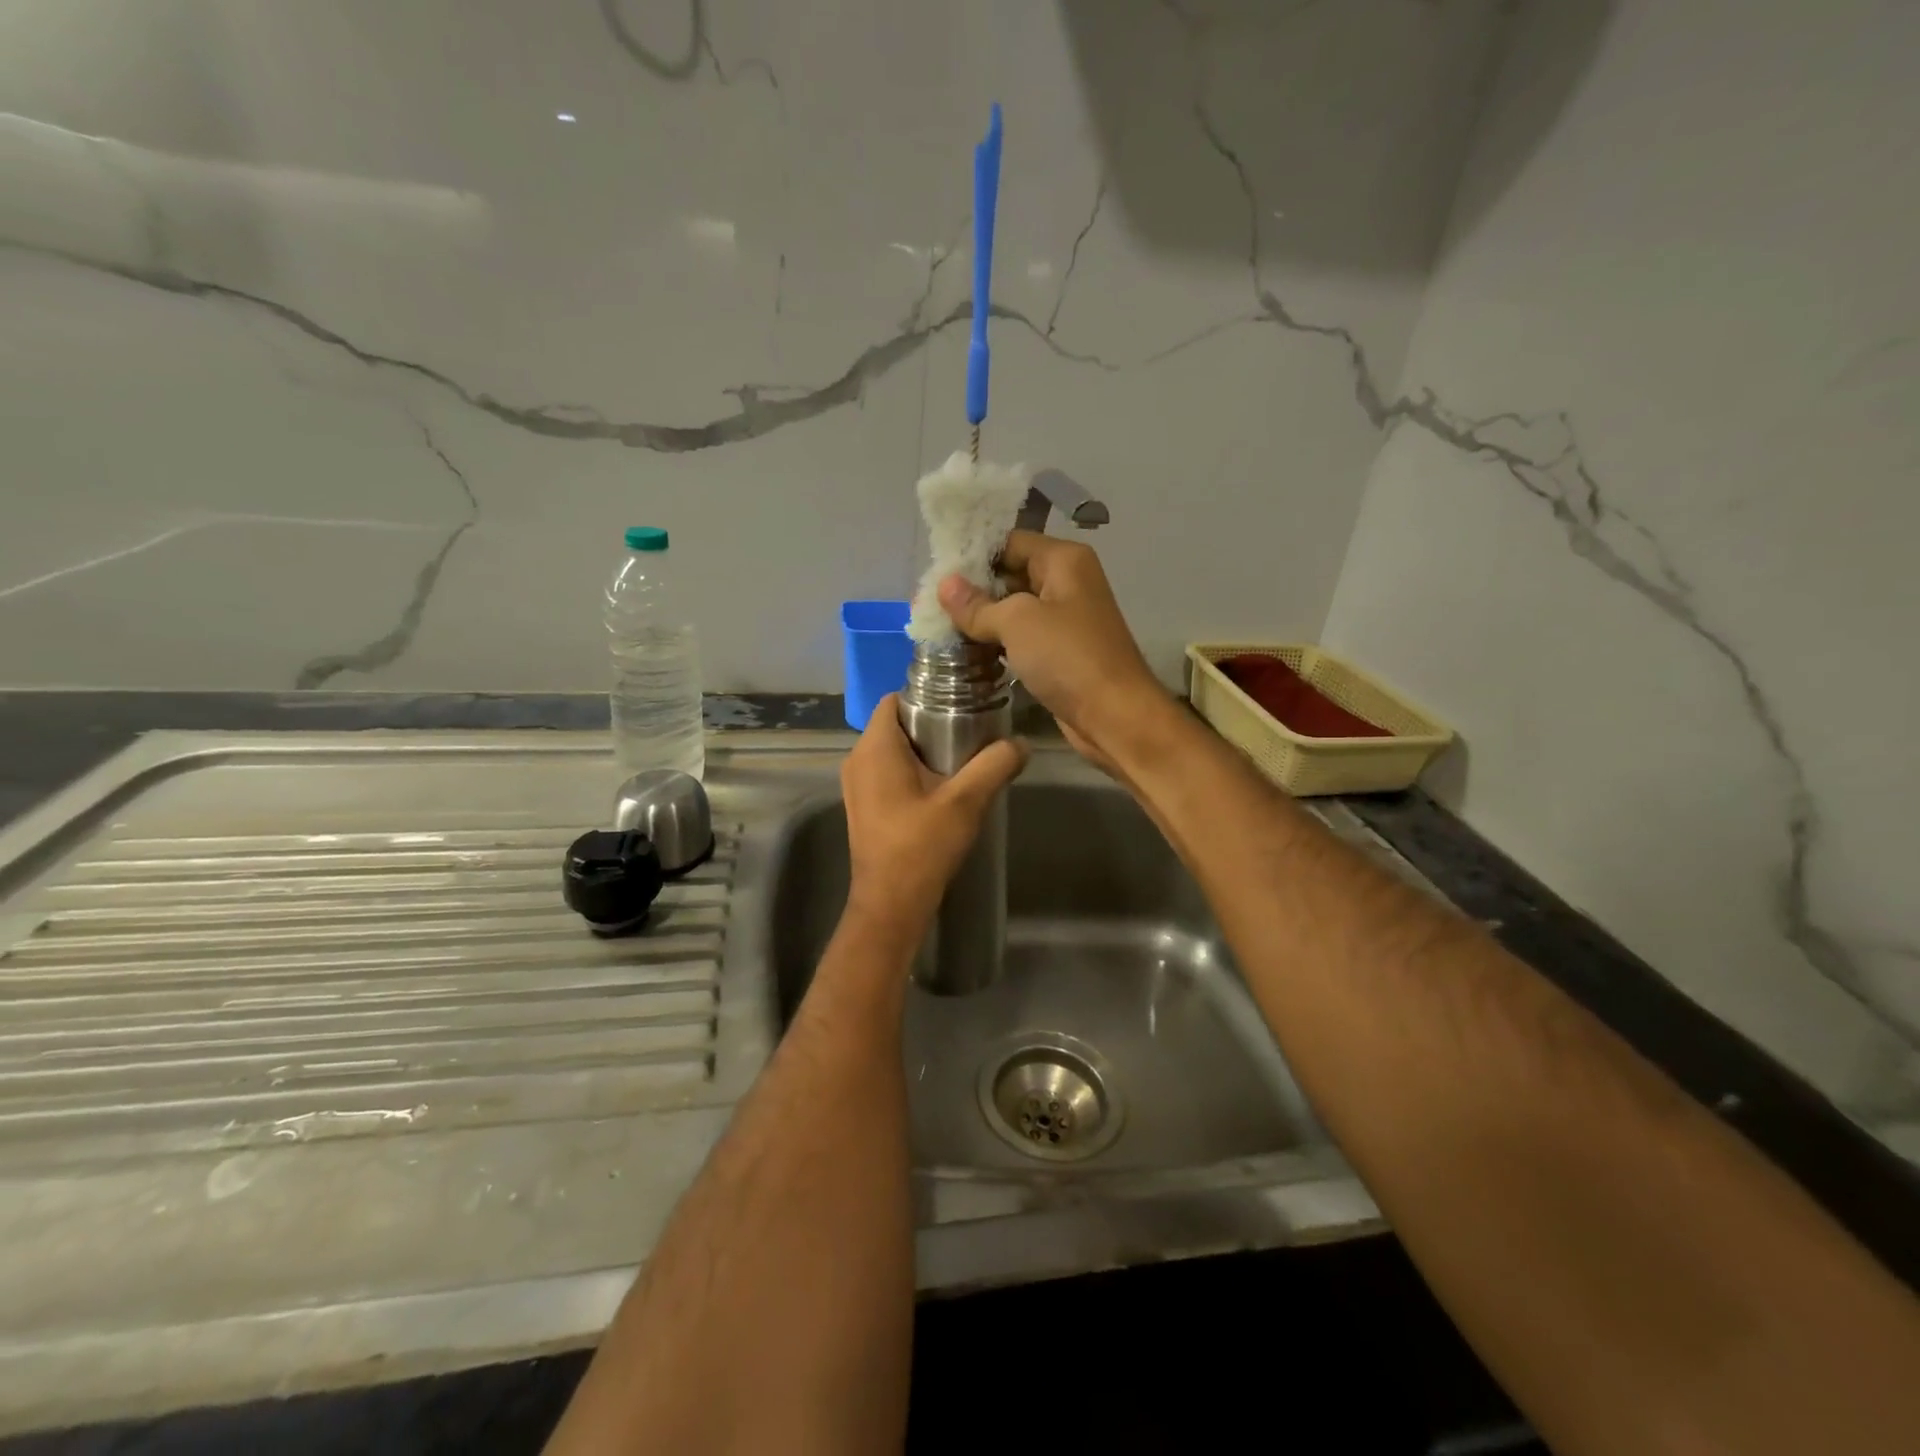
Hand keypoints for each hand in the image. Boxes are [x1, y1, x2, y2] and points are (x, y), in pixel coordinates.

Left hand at [840, 696, 1028, 940]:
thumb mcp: (967, 801)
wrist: (891, 904)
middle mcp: (857, 759)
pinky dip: (912, 770)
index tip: (961, 703)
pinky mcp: (863, 806)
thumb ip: (995, 764)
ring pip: (892, 749)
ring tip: (963, 758)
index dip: (927, 694)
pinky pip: (888, 771)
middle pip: (895, 723)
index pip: (895, 698)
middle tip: (972, 731)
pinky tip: (943, 788)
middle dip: (931, 722)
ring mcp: (856, 785)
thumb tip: (1021, 743)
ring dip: (924, 749)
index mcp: (875, 748)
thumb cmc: (922, 847)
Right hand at [937, 531, 1176, 775]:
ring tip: (938, 625)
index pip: (1009, 542)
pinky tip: (966, 650)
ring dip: (981, 618)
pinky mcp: (1059, 652)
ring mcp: (1064, 619)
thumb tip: (944, 585)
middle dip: (972, 588)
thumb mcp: (1018, 622)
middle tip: (930, 601)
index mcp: (1064, 560)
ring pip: (1013, 608)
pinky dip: (996, 641)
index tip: (936, 571)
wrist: (1114, 716)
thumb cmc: (1068, 658)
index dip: (973, 554)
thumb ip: (978, 604)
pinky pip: (1021, 637)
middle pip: (1010, 573)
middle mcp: (1066, 583)